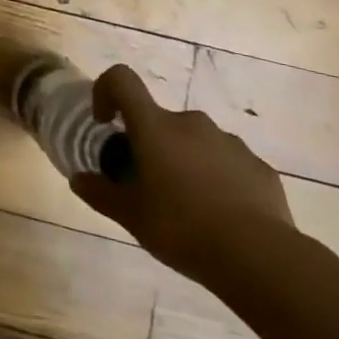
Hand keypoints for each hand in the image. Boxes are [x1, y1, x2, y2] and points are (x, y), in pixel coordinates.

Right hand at [71, 65, 296, 285]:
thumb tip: (79, 179)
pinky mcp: (259, 166)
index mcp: (155, 127)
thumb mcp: (131, 216)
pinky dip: (219, 180)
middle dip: (151, 145)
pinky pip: (228, 164)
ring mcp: (229, 142)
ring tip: (189, 207)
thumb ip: (100, 193)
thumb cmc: (182, 228)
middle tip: (150, 186)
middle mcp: (191, 123)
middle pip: (160, 121)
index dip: (106, 90)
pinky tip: (223, 217)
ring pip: (195, 142)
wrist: (260, 258)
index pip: (122, 80)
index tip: (106, 123)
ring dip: (186, 162)